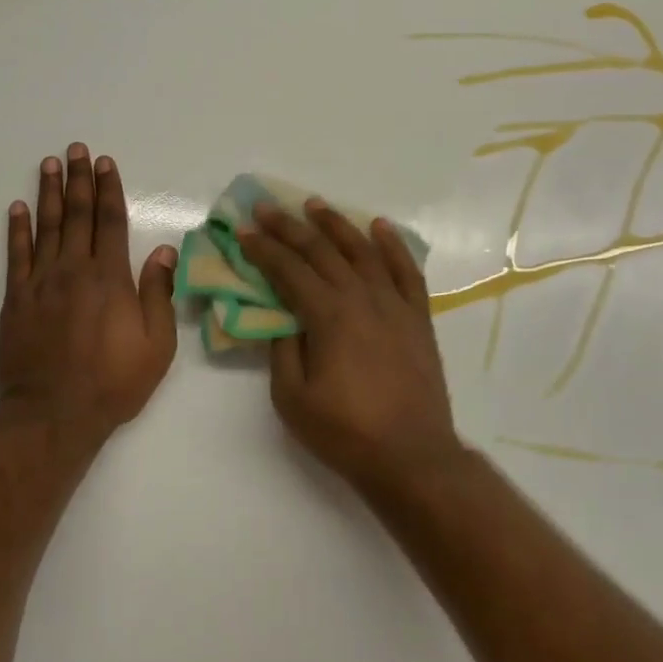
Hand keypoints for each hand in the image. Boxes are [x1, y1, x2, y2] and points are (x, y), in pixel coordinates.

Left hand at [0, 143, 178, 442]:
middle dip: (79, 180)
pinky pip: (16, 255)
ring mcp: (41, 283)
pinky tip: (18, 208)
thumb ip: (158, 294)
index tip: (106, 163)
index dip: (109, 190)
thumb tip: (162, 251)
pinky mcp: (16, 299)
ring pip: (46, 227)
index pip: (110, 222)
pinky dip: (17, 229)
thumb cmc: (113, 383)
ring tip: (49, 164)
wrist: (53, 414)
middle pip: (77, 216)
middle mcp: (74, 270)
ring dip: (49, 193)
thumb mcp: (156, 345)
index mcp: (111, 279)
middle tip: (76, 150)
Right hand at [238, 199, 465, 489]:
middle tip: (267, 207)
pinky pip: (407, 271)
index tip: (244, 229)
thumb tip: (282, 318)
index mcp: (329, 316)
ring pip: (363, 252)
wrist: (412, 456)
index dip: (263, 248)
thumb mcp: (292, 399)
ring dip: (337, 225)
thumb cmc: (345, 432)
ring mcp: (395, 305)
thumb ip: (283, 351)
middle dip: (290, 227)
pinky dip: (393, 246)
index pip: (289, 270)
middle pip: (322, 252)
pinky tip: (380, 227)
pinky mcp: (418, 318)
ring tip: (315, 205)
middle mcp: (362, 299)